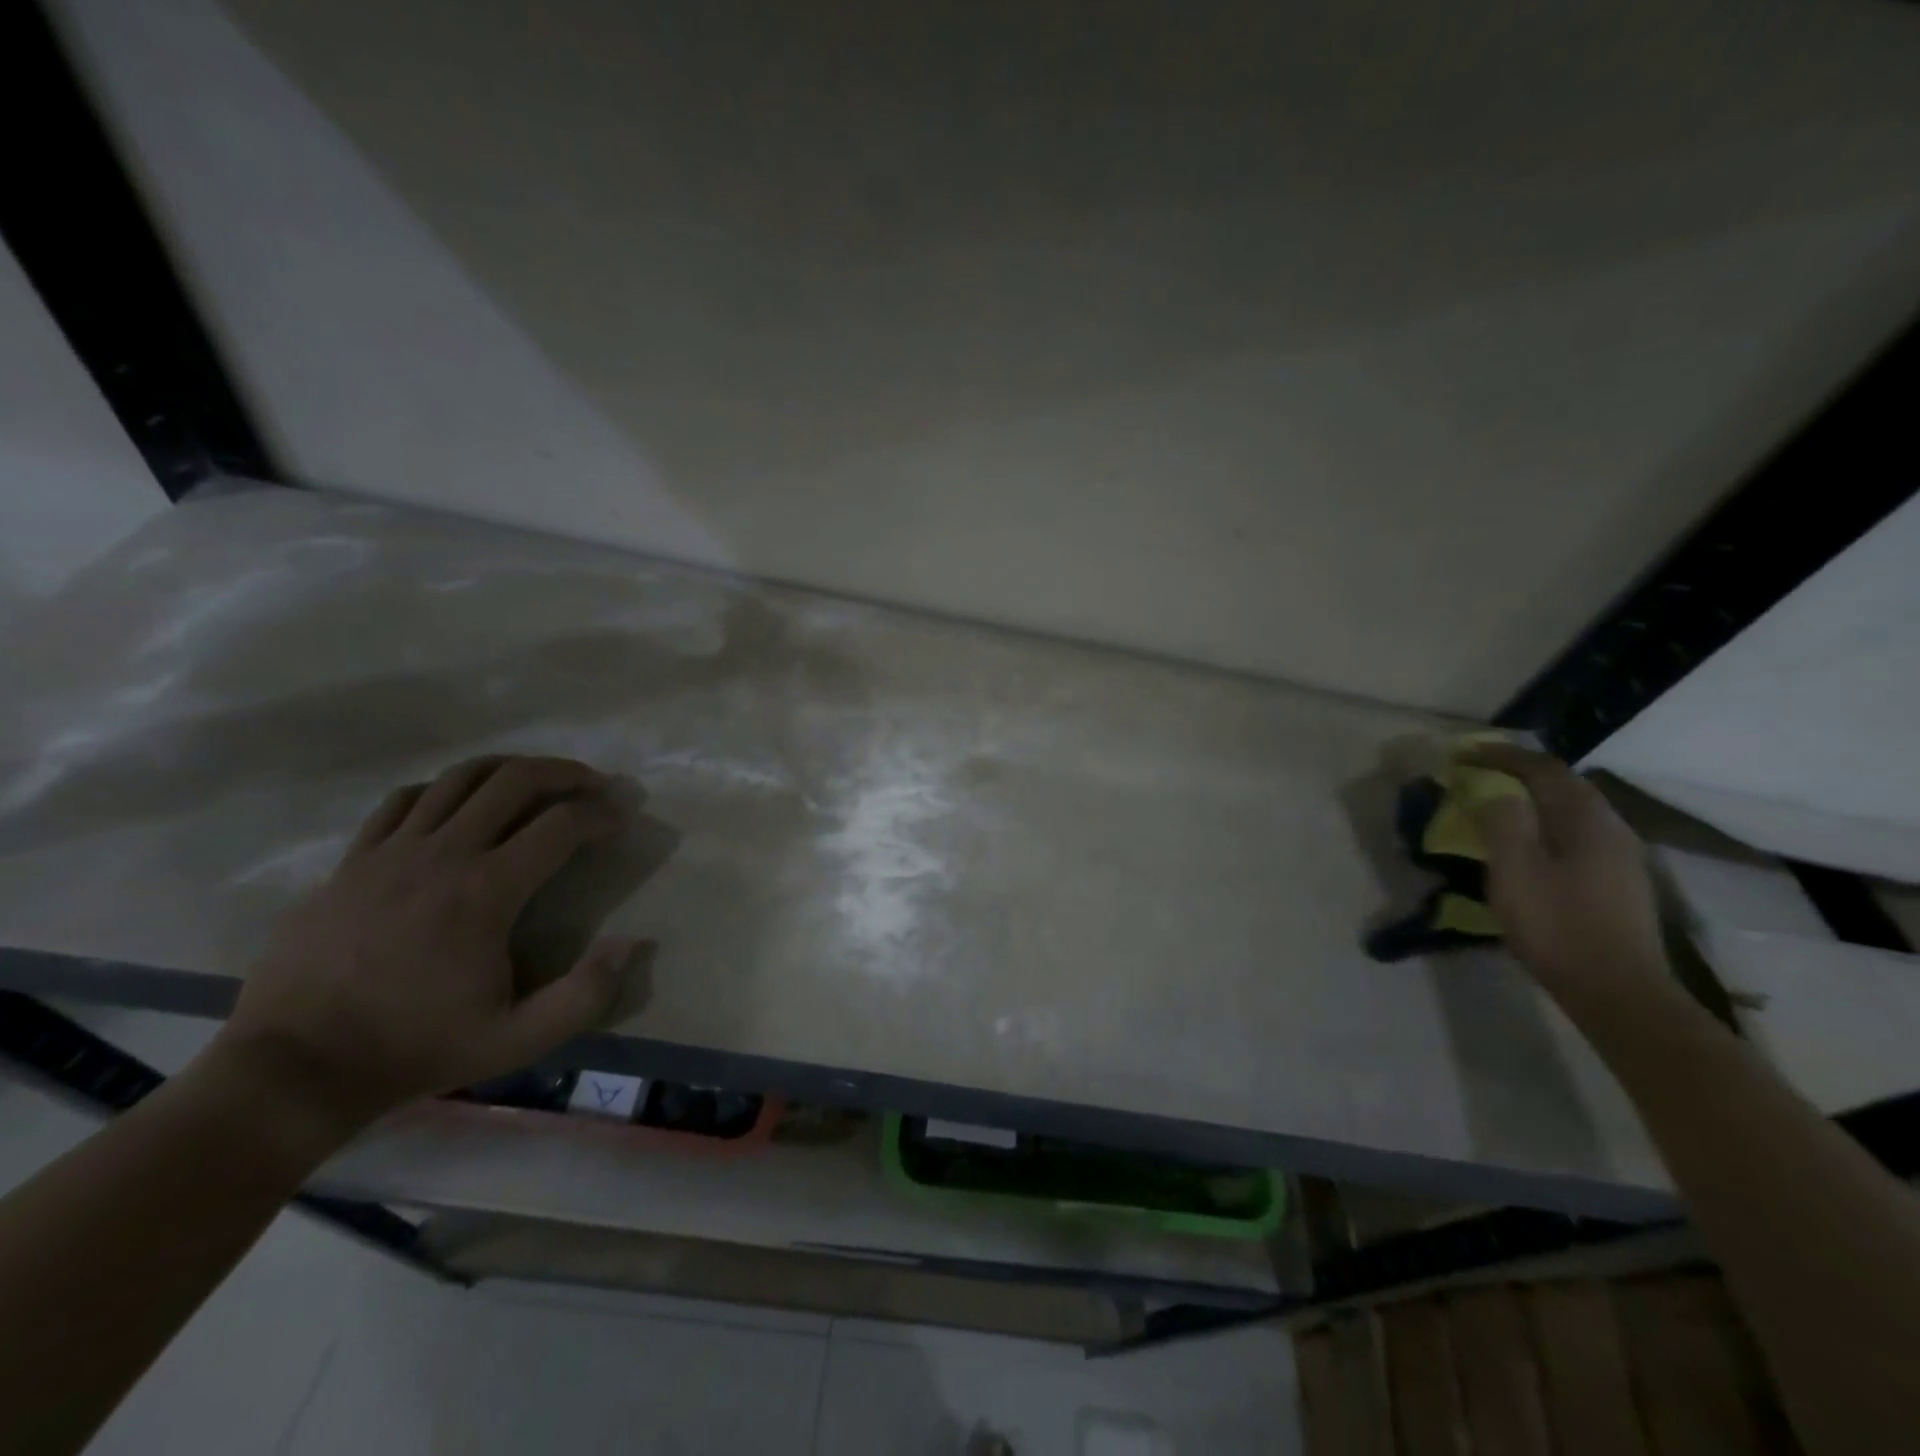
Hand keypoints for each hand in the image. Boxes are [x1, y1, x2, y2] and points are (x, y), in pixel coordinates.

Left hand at [212, 755, 650, 1138]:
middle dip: (565, 773)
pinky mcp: (353, 861)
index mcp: (485, 893)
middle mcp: (442, 856)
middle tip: (593, 783)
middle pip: (514, 781)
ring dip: (510, 770)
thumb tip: (632, 943)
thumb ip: (585, 995)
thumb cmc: (416, 1050)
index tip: (621, 820)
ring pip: (460, 778)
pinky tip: (461, 805)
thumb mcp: (517, 1040)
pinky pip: (405, 800)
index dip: (602, 815)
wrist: (294, 1069)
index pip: (561, 826)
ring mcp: (391, 852)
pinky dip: (446, 789)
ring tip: (537, 781)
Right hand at [1462, 744, 1674, 1016]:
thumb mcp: (1514, 870)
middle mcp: (1612, 829)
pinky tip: (1529, 844)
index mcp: (1587, 819)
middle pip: (1564, 786)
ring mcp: (1621, 858)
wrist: (1617, 991)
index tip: (1464, 754)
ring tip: (1497, 805)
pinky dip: (1546, 824)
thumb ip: (1504, 822)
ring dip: (1534, 800)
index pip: (1544, 769)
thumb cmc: (1557, 925)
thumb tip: (1497, 793)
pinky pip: (1577, 835)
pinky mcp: (1618, 883)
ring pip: (1573, 811)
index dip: (1503, 756)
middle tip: (1478, 774)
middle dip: (1519, 774)